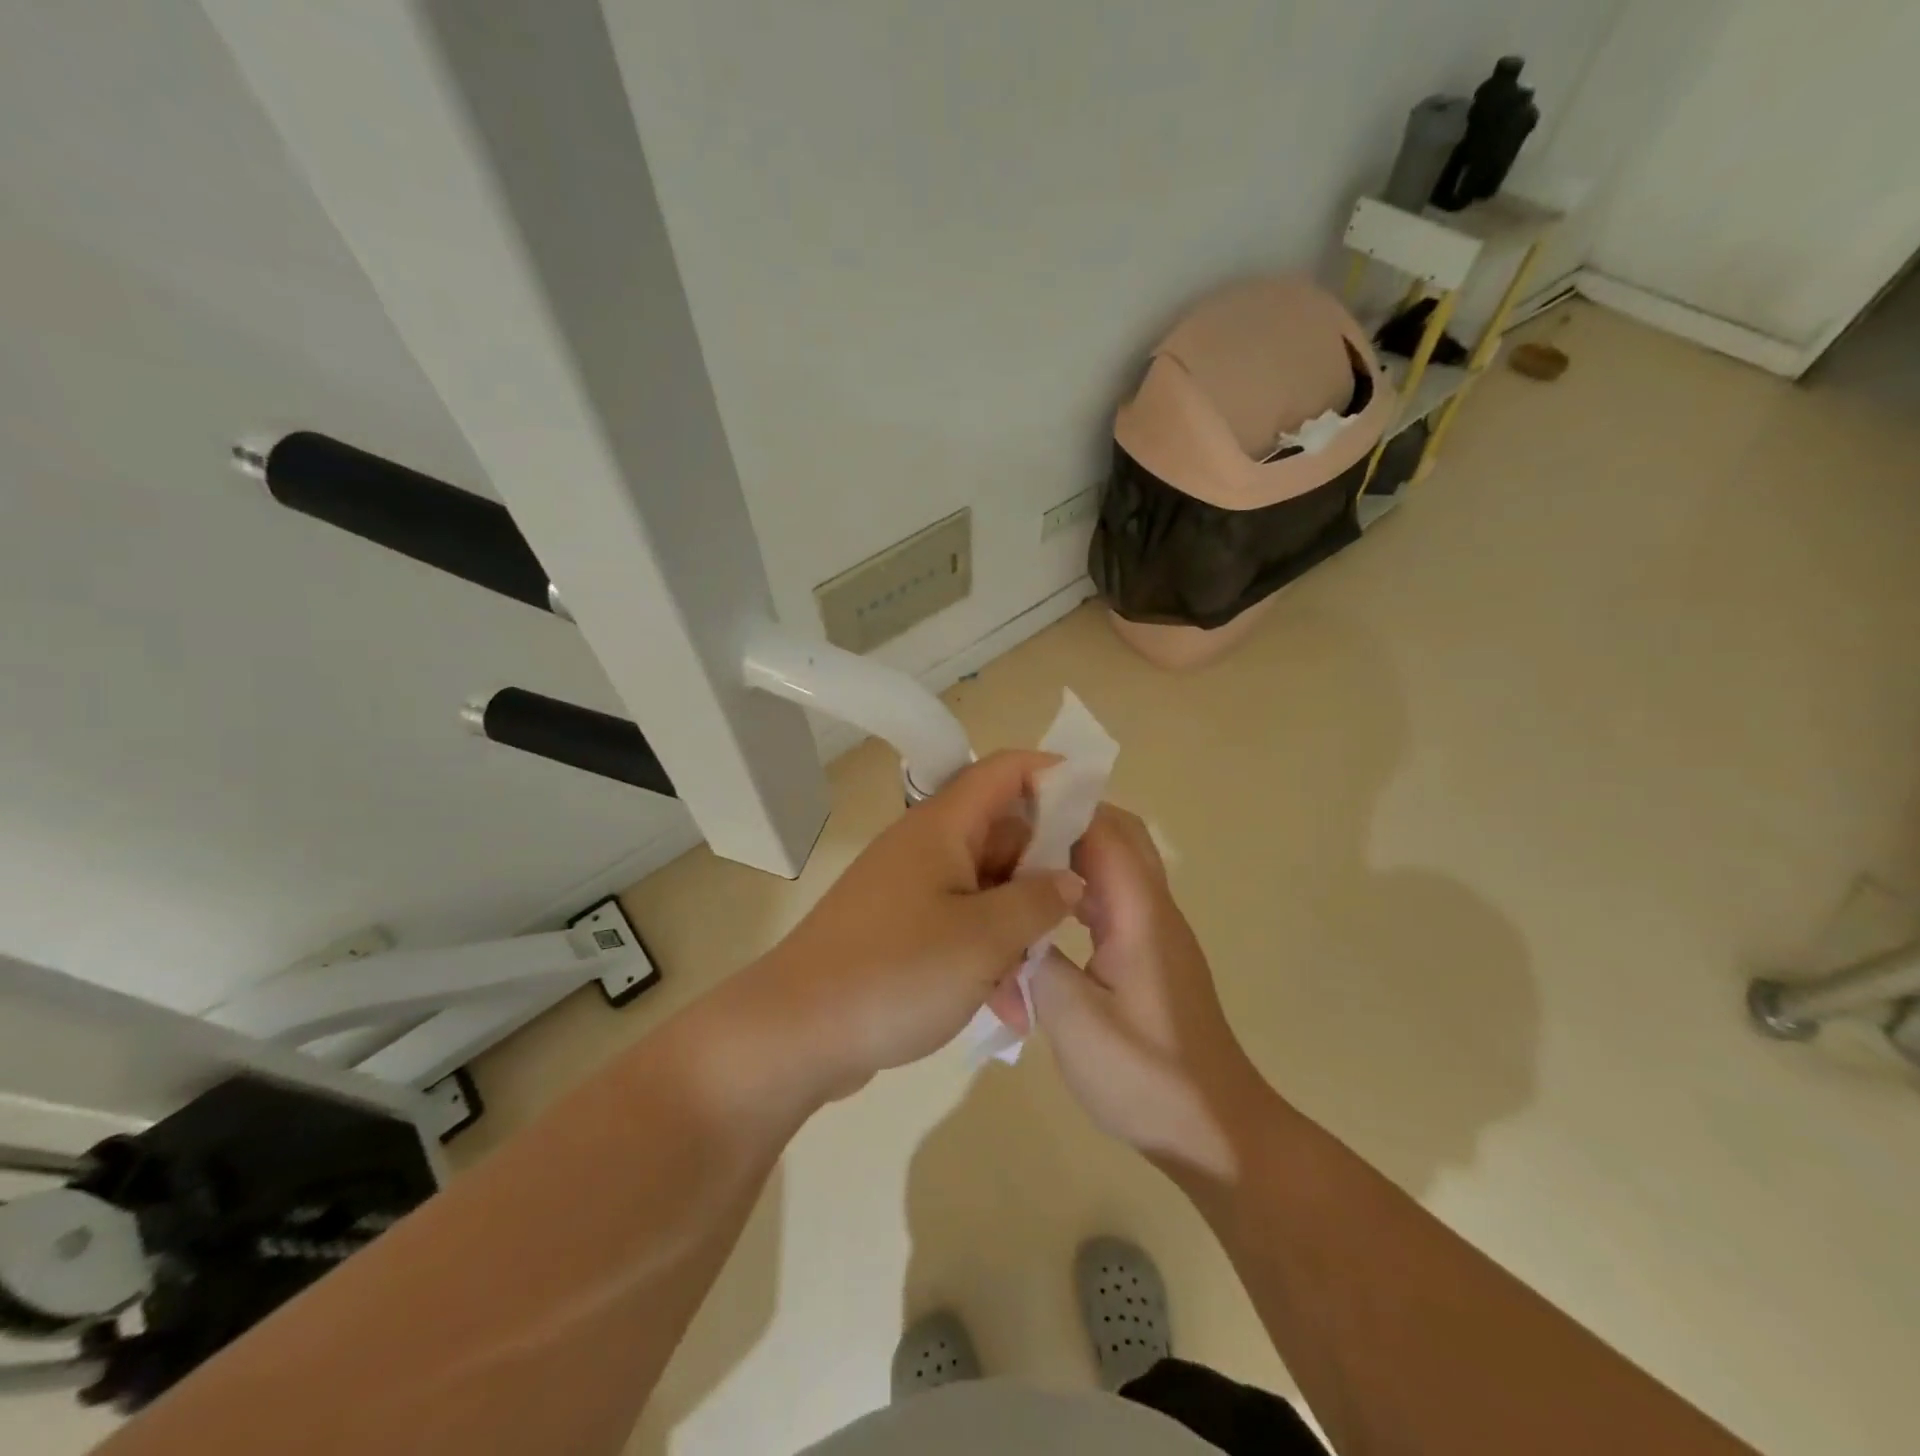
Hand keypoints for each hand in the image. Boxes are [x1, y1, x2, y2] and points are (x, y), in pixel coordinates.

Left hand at [756, 751, 1083, 1100]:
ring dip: (1017, 924)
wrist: (795, 1035)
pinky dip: (986, 954)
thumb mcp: (983, 938)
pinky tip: (1008, 1008)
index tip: (1098, 807)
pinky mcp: (900, 930)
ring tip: (1040, 976)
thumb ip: (1038, 901)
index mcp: (942, 827)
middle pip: (1001, 833)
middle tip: (1084, 910)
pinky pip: (959, 925)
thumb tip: (1069, 878)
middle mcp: (926, 847)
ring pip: (985, 886)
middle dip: (1044, 869)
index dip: (1054, 775)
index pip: (1005, 771)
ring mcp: (910, 890)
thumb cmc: (896, 972)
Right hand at [1030, 805, 1267, 1179]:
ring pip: (1117, 864)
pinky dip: (1080, 887)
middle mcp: (1154, 908)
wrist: (1214, 1131)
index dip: (1059, 808)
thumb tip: (1013, 923)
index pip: (1104, 830)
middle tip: (1011, 832)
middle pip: (1119, 834)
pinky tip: (1044, 913)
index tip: (1008, 808)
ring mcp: (1156, 931)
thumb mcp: (1073, 1020)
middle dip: (1067, 820)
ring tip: (1018, 863)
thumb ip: (1037, 958)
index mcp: (1140, 913)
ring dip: (1073, 853)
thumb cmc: (1145, 1076)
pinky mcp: (1152, 953)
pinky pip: (1115, 897)